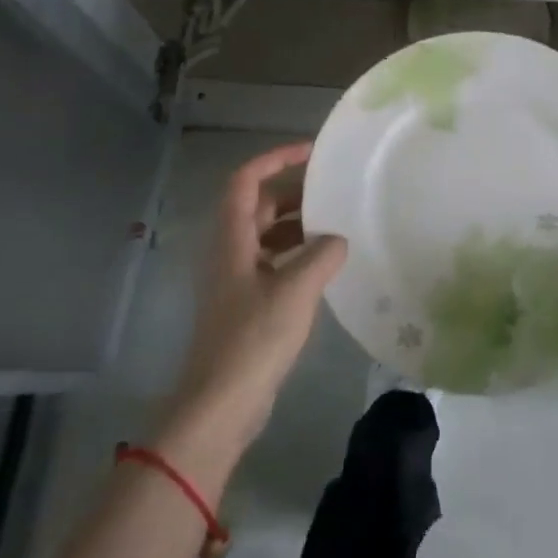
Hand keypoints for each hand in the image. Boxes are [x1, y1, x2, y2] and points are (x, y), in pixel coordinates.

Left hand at [156, 141, 346, 492]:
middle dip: (293, 192)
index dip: (275, 158)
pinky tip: (325, 265)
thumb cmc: (253, 339)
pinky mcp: (245, 304)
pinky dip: (296, 254)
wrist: (220, 404)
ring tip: (336, 224)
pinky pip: (272, 262)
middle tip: (333, 190)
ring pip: (266, 235)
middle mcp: (229, 251)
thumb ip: (322, 255)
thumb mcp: (296, 290)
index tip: (311, 152)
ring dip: (297, 225)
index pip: (245, 180)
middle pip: (257, 205)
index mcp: (231, 239)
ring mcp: (235, 279)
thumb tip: (337, 239)